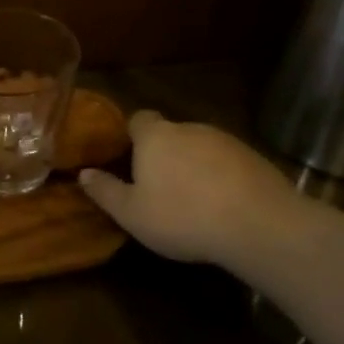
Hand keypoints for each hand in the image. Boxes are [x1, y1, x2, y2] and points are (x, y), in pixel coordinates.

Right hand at [79, 111, 302, 269]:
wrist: (259, 225)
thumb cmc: (182, 216)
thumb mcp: (132, 213)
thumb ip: (105, 191)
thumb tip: (84, 173)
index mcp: (155, 136)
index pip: (138, 119)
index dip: (132, 135)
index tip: (128, 158)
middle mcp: (189, 128)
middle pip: (170, 134)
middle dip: (163, 154)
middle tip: (157, 187)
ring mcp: (226, 140)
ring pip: (199, 148)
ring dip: (193, 166)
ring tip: (192, 201)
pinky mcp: (254, 157)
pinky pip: (227, 162)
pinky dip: (220, 177)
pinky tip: (222, 206)